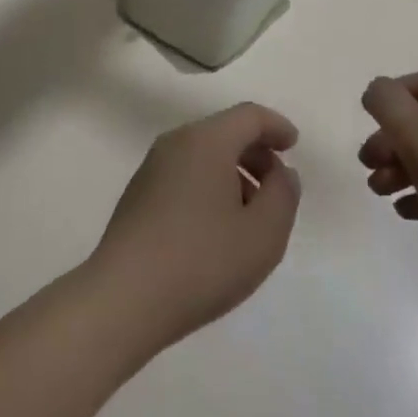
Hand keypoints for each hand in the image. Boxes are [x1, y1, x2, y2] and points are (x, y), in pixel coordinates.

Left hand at [89, 103, 302, 350]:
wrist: (123, 300)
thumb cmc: (202, 261)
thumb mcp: (264, 233)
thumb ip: (283, 194)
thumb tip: (280, 173)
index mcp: (206, 141)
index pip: (249, 116)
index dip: (276, 127)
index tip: (293, 146)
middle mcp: (175, 144)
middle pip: (224, 132)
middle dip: (256, 153)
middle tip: (276, 188)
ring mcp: (151, 169)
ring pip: (203, 156)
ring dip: (233, 174)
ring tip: (249, 216)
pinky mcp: (137, 196)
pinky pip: (184, 176)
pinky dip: (209, 187)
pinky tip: (215, 229)